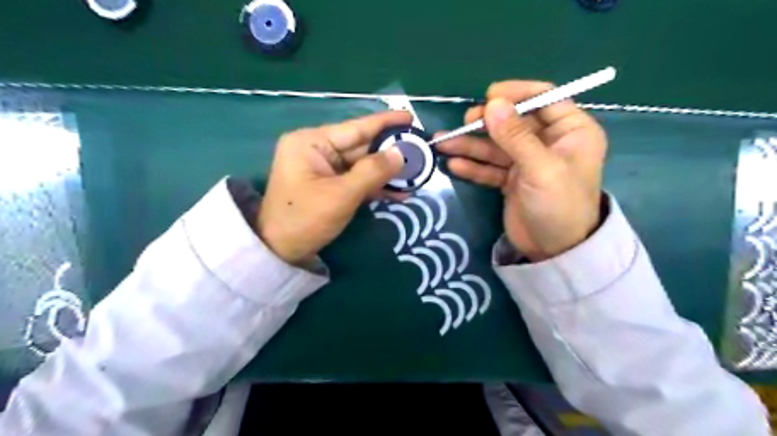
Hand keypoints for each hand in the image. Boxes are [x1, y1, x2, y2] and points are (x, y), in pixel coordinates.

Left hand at [259, 110, 411, 262]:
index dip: (385, 123)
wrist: (280, 252)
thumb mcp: (341, 195)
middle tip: (420, 153)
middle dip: (390, 153)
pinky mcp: (329, 185)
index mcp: (311, 142)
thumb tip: (400, 154)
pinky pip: (356, 180)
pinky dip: (375, 186)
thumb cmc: (305, 219)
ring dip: (386, 173)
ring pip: (362, 165)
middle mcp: (317, 149)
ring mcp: (323, 168)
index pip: (355, 128)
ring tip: (415, 175)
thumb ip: (372, 172)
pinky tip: (398, 191)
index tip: (410, 118)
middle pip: (361, 147)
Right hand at [436, 80, 605, 259]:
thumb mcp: (540, 168)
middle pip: (514, 122)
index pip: (544, 99)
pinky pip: (490, 167)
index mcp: (571, 131)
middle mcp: (549, 142)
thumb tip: (492, 103)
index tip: (488, 97)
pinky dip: (473, 166)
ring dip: (471, 145)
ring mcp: (528, 162)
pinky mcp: (512, 180)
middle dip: (487, 123)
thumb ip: (516, 136)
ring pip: (497, 146)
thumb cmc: (559, 205)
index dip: (516, 94)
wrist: (555, 252)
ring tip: (443, 144)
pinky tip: (454, 165)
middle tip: (464, 124)